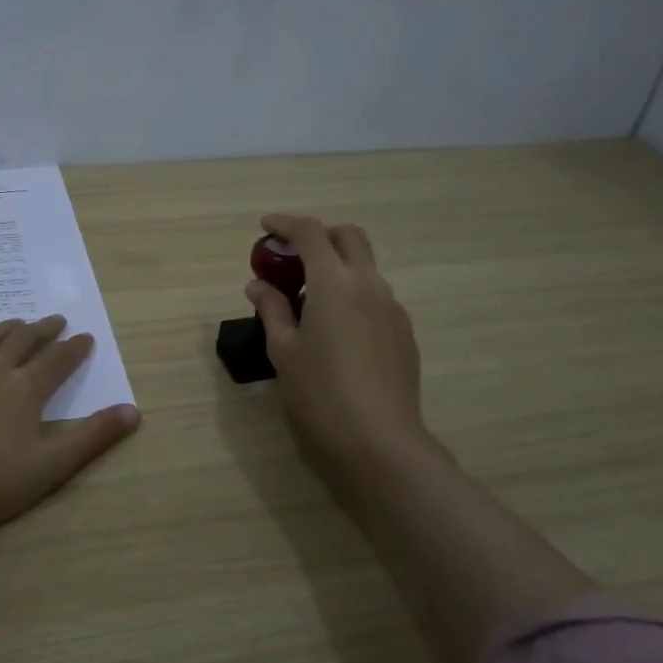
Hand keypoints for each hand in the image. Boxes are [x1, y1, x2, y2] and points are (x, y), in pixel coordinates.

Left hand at [0, 316, 140, 535]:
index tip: (86, 337)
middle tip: (56, 321)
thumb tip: (134, 411)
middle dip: (43, 329)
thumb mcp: (52, 466)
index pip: (57, 360)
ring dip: (4, 329)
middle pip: (22, 341)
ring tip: (16, 323)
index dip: (74, 348)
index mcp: (24, 389)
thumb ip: (93, 437)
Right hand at [245, 214, 432, 482]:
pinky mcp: (404, 332)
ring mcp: (392, 307)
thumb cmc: (319, 393)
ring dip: (337, 267)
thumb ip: (271, 309)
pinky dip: (353, 294)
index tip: (265, 226)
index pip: (310, 233)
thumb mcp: (284, 350)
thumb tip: (258, 285)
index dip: (285, 223)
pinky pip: (376, 297)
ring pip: (365, 267)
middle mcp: (369, 284)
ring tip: (309, 300)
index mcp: (334, 282)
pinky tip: (337, 329)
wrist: (378, 439)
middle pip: (349, 237)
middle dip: (320, 236)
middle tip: (292, 258)